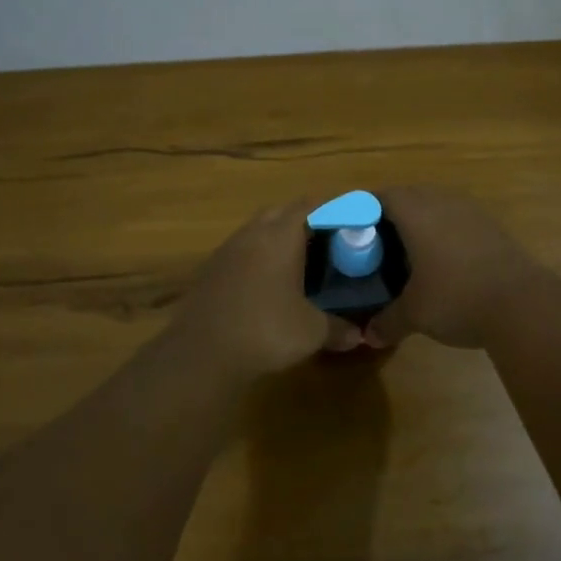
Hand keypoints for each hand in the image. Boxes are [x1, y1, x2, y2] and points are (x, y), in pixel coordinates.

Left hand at [169, 200, 361, 377]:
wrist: (200, 354)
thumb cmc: (264, 331)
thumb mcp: (311, 332)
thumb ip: (338, 328)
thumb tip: (360, 336)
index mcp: (281, 235)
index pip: (311, 205)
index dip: (333, 207)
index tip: (351, 217)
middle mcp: (252, 234)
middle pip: (282, 212)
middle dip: (306, 219)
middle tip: (328, 239)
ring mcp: (227, 251)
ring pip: (258, 230)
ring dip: (279, 238)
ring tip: (301, 261)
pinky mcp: (210, 271)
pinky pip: (242, 251)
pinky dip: (260, 258)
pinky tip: (269, 283)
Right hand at [364, 186, 548, 349]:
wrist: (523, 304)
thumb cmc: (457, 298)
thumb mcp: (415, 314)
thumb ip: (388, 320)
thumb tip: (369, 336)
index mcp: (416, 212)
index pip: (381, 196)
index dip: (361, 208)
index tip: (349, 225)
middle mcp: (443, 202)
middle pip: (409, 196)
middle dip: (389, 214)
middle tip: (374, 240)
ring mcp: (472, 212)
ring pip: (436, 205)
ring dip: (419, 221)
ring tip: (406, 249)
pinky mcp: (493, 227)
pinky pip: (457, 219)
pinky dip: (443, 232)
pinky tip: (441, 260)